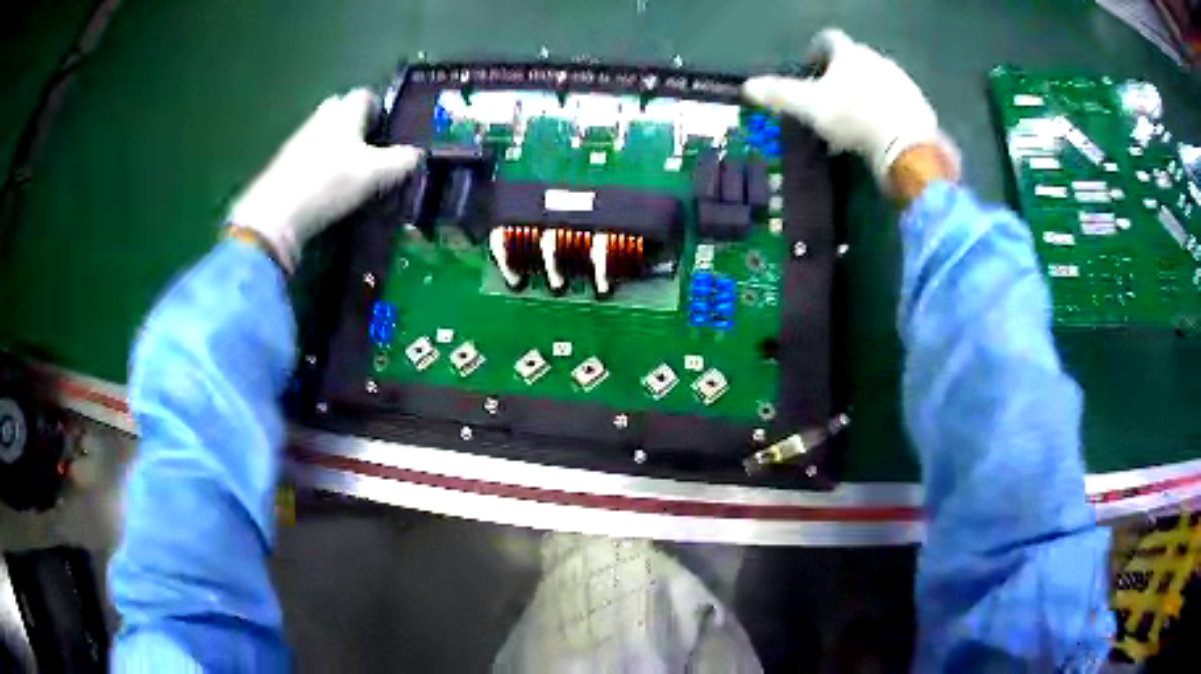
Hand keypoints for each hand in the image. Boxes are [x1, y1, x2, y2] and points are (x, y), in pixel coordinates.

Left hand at [230, 89, 421, 271]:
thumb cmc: (331, 182)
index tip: (387, 130)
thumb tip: (418, 155)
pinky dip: (319, 164)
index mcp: (345, 111)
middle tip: (369, 149)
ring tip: (349, 172)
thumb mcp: (376, 173)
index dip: (378, 109)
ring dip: (336, 145)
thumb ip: (401, 161)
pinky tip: (325, 187)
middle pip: (341, 110)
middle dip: (355, 124)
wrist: (278, 213)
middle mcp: (321, 117)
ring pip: (324, 133)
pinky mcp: (284, 164)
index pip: (365, 95)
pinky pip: (309, 154)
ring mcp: (299, 139)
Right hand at [742, 29, 956, 195]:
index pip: (829, 39)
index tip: (809, 69)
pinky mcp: (919, 105)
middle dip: (841, 76)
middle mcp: (878, 59)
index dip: (816, 51)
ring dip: (864, 94)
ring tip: (855, 122)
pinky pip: (897, 102)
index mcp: (850, 54)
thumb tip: (748, 86)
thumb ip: (779, 94)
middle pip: (855, 60)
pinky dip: (885, 112)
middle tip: (830, 100)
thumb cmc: (853, 118)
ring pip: (877, 81)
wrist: (907, 145)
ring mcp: (902, 81)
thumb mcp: (809, 107)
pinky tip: (879, 133)